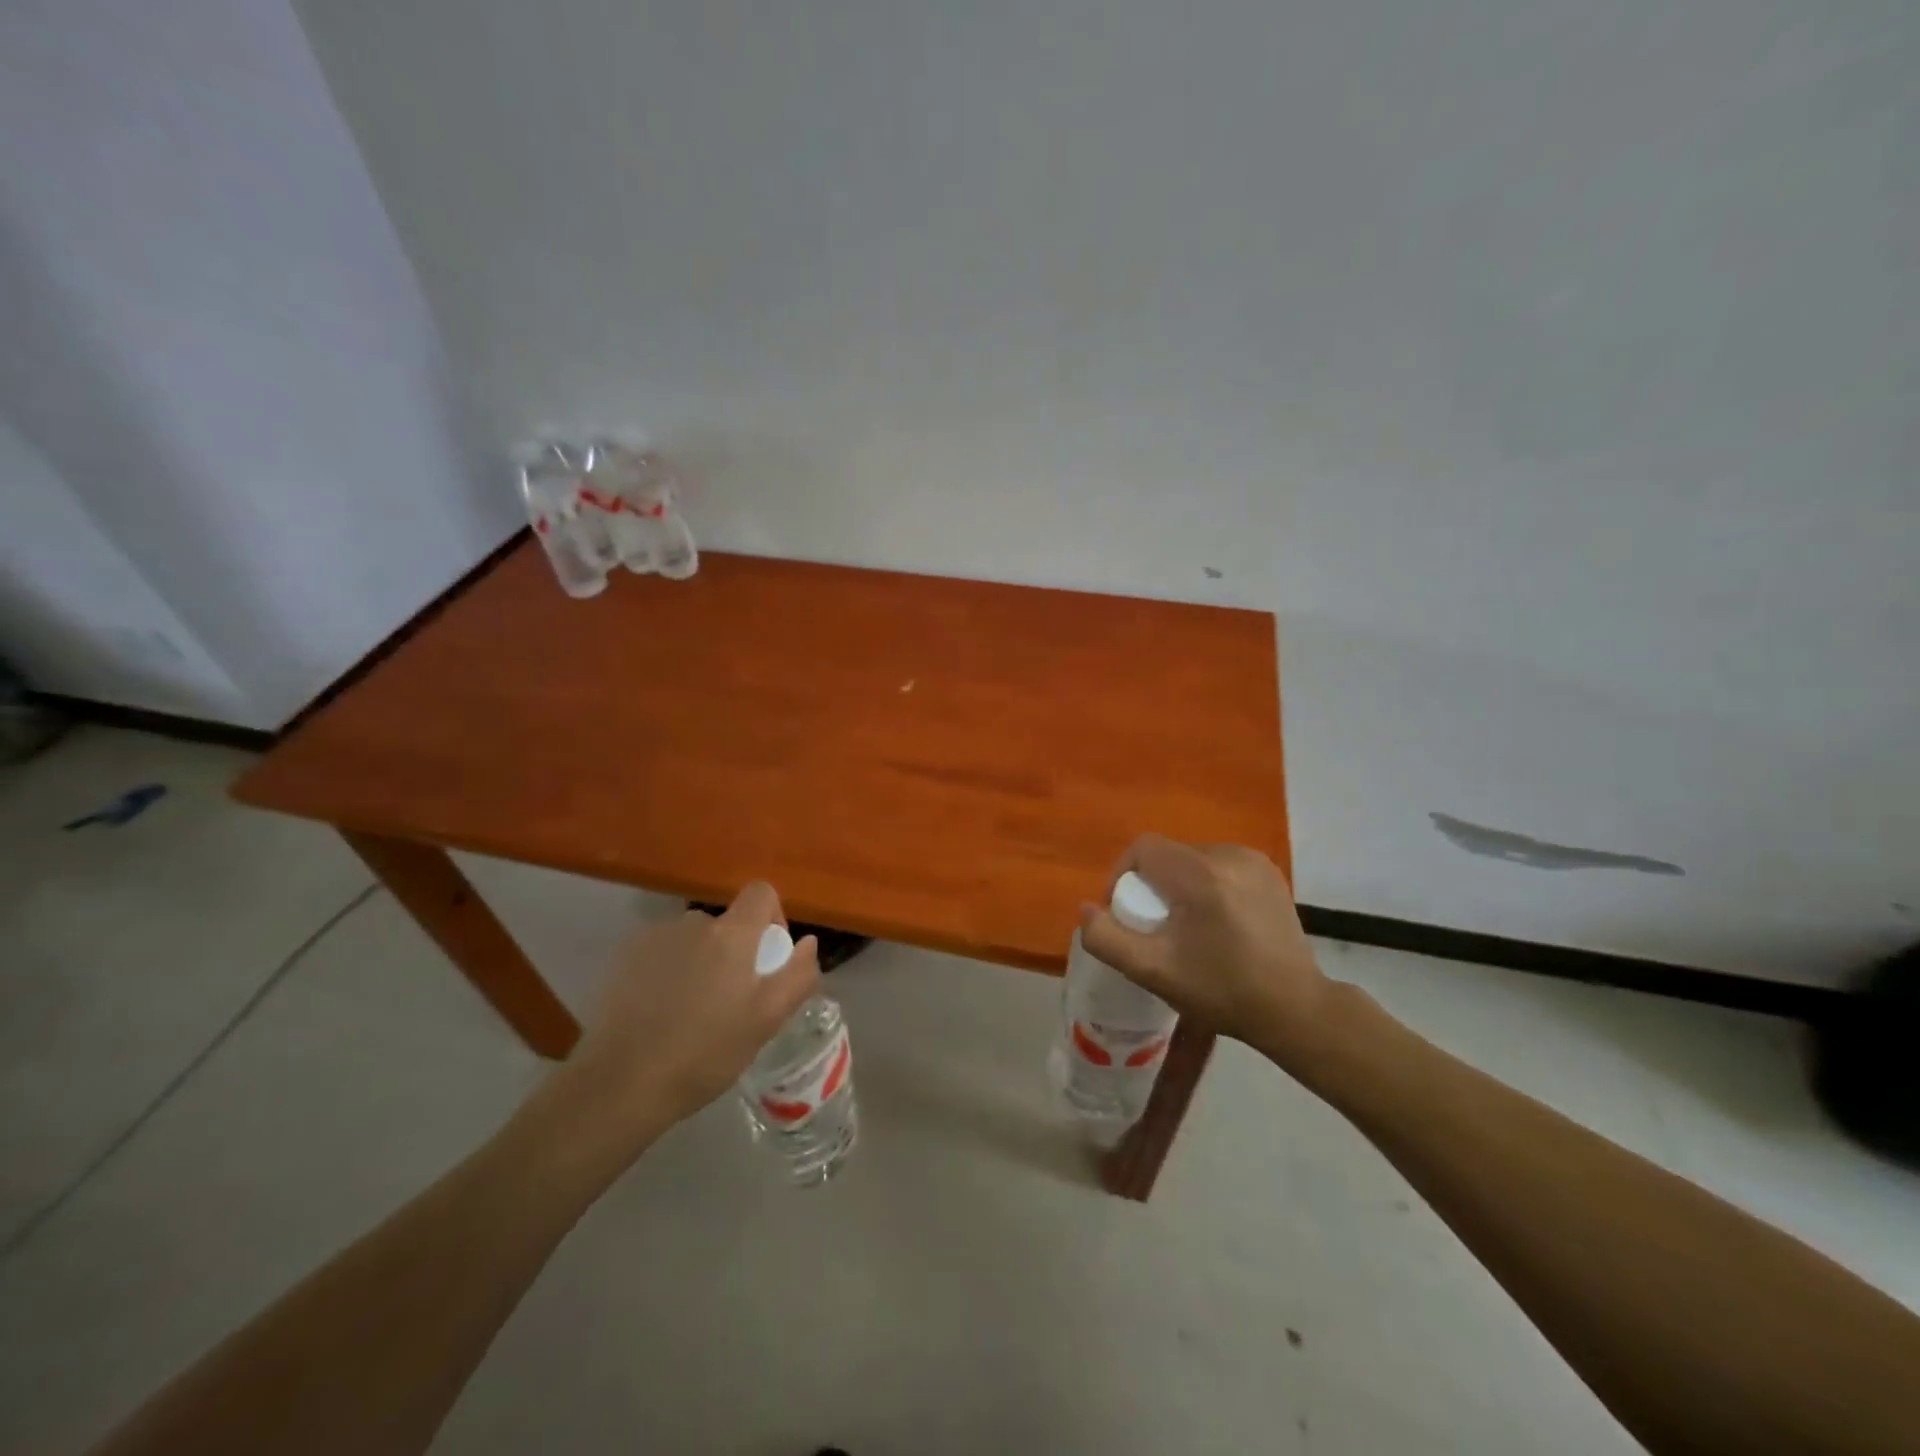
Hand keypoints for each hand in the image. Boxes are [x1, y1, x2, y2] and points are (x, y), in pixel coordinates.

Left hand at [555, 883, 819, 1154]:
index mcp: (732, 934)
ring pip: (693, 942)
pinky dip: (668, 974)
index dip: (773, 917)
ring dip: (700, 964)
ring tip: (690, 1015)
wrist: (619, 1085)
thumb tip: (808, 943)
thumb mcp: (767, 1021)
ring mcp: (654, 939)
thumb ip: (797, 976)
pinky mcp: (624, 959)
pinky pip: (661, 955)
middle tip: (729, 1004)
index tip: (768, 959)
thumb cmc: (705, 1053)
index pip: (762, 892)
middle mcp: (694, 924)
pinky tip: (659, 1016)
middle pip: (727, 924)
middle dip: (734, 953)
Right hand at [1079, 835, 1334, 1070]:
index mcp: (1201, 875)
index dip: (1122, 874)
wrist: (1294, 1008)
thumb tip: (1086, 909)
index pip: (1143, 848)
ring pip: (1193, 858)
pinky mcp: (1269, 871)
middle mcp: (1229, 855)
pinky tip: (1216, 920)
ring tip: (1185, 924)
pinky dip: (1206, 884)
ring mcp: (1254, 861)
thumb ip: (1107, 939)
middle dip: (1152, 883)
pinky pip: (1219, 864)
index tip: (1126, 912)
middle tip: (1155, 926)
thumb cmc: (1221, 990)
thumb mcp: (1153, 972)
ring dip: (1178, 883)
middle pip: (1168, 853)